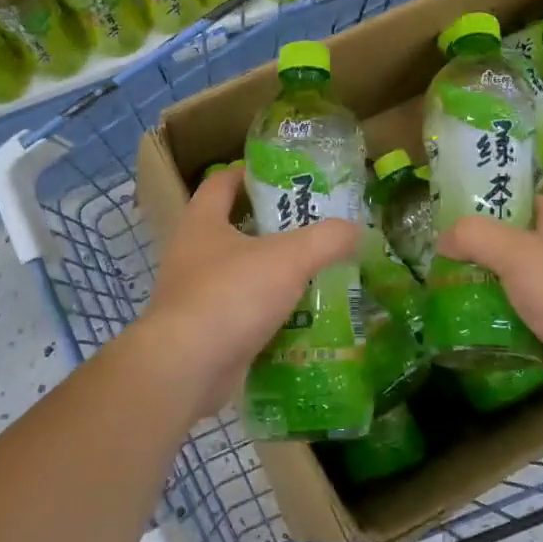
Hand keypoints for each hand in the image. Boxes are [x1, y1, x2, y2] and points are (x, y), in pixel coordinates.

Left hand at [142, 165, 359, 415]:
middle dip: (272, 228)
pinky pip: (242, 313)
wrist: (186, 368)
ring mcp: (194, 295)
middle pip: (234, 228)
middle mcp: (192, 254)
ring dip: (273, 273)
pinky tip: (301, 319)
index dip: (250, 173)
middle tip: (313, 227)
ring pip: (241, 274)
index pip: (222, 182)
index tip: (284, 175)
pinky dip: (268, 314)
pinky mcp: (204, 332)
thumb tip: (356, 230)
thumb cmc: (231, 294)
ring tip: (315, 273)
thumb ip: (328, 239)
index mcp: (202, 222)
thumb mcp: (289, 258)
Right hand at [437, 195, 542, 408]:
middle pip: (511, 243)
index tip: (454, 211)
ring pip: (509, 282)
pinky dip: (491, 319)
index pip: (522, 201)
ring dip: (481, 287)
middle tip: (440, 254)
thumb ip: (474, 236)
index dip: (491, 201)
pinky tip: (462, 321)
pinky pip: (513, 316)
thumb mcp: (514, 251)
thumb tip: (442, 239)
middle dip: (477, 249)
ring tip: (441, 287)